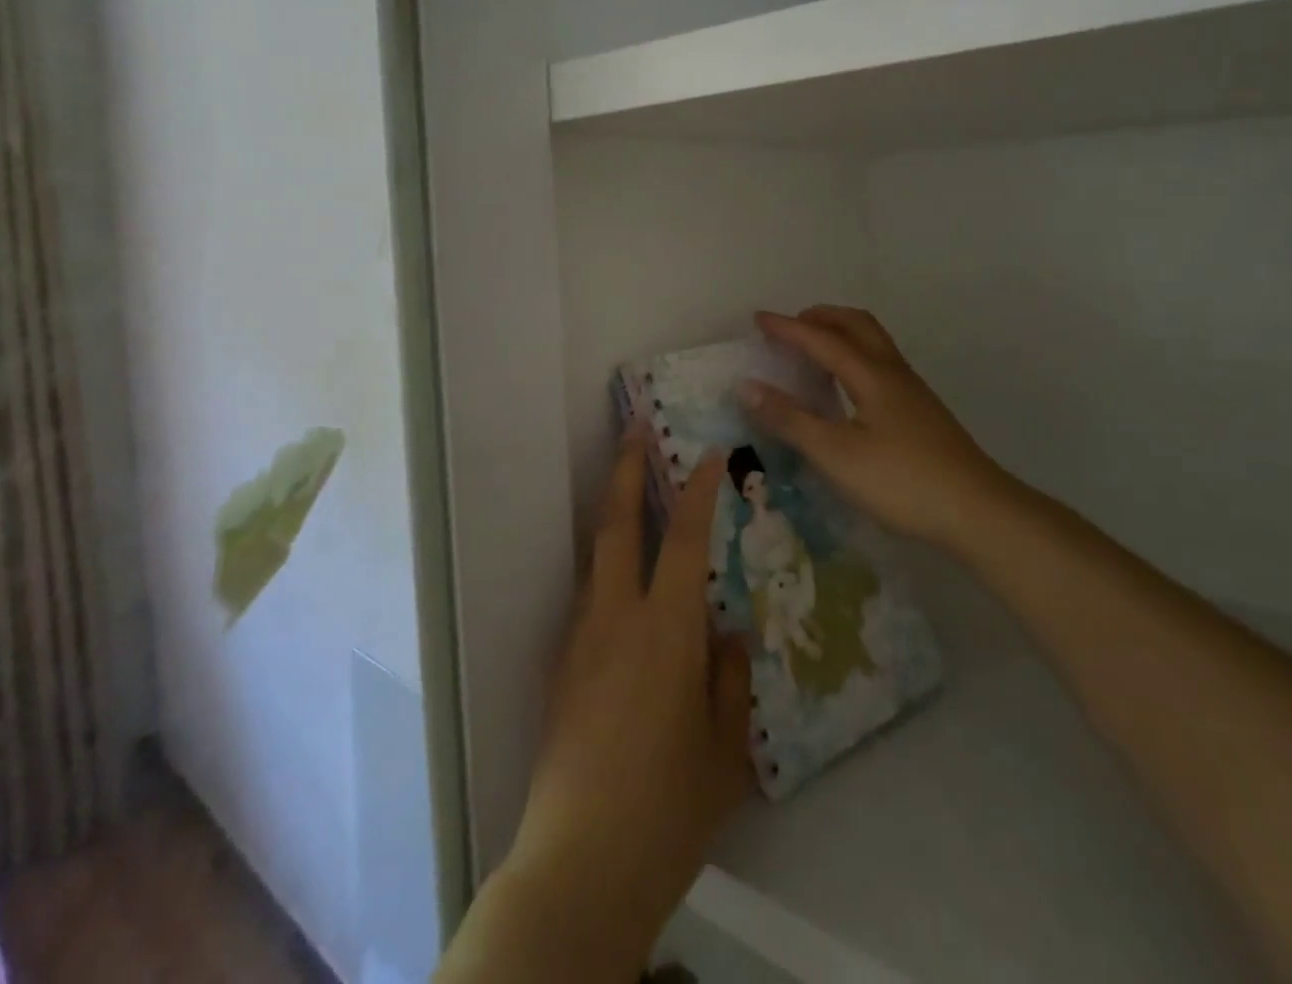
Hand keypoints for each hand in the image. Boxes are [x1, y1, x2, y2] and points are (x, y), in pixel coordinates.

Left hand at [467, 434, 751, 980]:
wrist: (579, 864)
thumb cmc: (667, 808)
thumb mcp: (723, 750)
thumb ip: (730, 681)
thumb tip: (730, 634)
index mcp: (665, 631)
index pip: (684, 540)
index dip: (699, 490)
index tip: (712, 453)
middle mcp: (616, 618)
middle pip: (617, 524)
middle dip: (626, 469)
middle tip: (634, 428)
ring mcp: (581, 639)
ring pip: (595, 556)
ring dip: (612, 513)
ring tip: (630, 490)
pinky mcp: (561, 667)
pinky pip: (588, 598)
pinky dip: (606, 569)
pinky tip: (623, 587)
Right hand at [741, 306, 1019, 548]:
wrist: (978, 512)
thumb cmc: (901, 481)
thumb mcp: (835, 454)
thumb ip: (790, 419)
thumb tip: (747, 385)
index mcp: (871, 376)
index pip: (822, 339)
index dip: (788, 328)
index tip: (758, 319)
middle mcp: (893, 373)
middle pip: (856, 324)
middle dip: (820, 318)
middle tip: (790, 328)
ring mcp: (912, 391)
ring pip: (873, 343)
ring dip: (840, 334)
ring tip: (813, 353)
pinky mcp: (921, 412)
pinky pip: (880, 364)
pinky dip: (854, 357)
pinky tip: (846, 390)